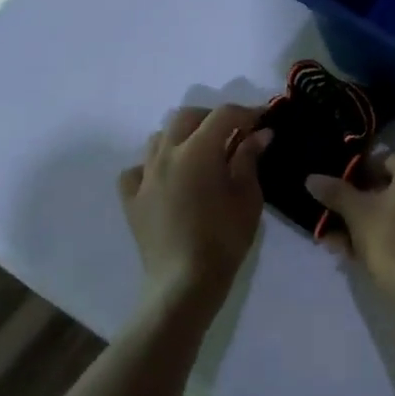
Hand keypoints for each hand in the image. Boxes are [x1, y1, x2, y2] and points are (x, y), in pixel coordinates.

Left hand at [118, 105, 271, 315]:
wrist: (184, 283)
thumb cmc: (224, 239)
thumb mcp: (248, 197)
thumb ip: (250, 159)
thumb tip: (259, 134)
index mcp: (197, 151)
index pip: (223, 115)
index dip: (246, 113)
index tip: (263, 121)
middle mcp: (166, 154)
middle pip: (187, 117)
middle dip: (212, 119)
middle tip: (234, 134)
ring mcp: (144, 176)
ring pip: (159, 138)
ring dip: (183, 137)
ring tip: (201, 155)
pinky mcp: (131, 199)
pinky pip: (138, 170)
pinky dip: (154, 166)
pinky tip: (167, 180)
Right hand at [306, 154, 394, 304]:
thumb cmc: (390, 240)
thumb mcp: (357, 213)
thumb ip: (335, 192)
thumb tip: (312, 178)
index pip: (381, 161)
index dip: (354, 177)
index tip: (334, 194)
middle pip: (388, 188)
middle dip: (357, 205)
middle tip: (332, 221)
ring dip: (366, 223)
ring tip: (337, 243)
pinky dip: (385, 234)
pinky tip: (357, 253)